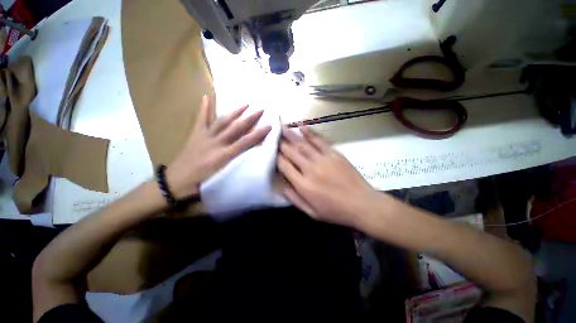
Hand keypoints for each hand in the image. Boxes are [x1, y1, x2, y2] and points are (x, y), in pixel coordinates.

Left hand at [167, 96, 270, 198]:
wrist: (176, 181)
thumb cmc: (202, 182)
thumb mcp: (222, 176)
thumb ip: (236, 164)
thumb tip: (250, 155)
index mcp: (223, 155)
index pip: (245, 142)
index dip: (258, 134)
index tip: (269, 126)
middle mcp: (216, 143)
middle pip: (235, 129)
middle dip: (249, 119)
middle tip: (260, 110)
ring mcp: (205, 136)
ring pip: (222, 122)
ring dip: (234, 112)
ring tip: (245, 104)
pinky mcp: (195, 134)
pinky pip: (201, 120)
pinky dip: (204, 108)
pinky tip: (206, 97)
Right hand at [277, 127, 380, 227]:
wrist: (362, 204)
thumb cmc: (336, 211)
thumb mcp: (312, 212)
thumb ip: (295, 199)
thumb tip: (282, 186)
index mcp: (303, 185)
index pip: (285, 166)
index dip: (277, 158)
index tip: (273, 152)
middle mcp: (310, 169)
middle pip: (292, 152)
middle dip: (281, 144)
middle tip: (274, 136)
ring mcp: (323, 159)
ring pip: (303, 144)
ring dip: (291, 135)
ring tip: (282, 127)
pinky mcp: (334, 154)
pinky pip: (319, 141)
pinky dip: (310, 133)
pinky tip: (302, 126)